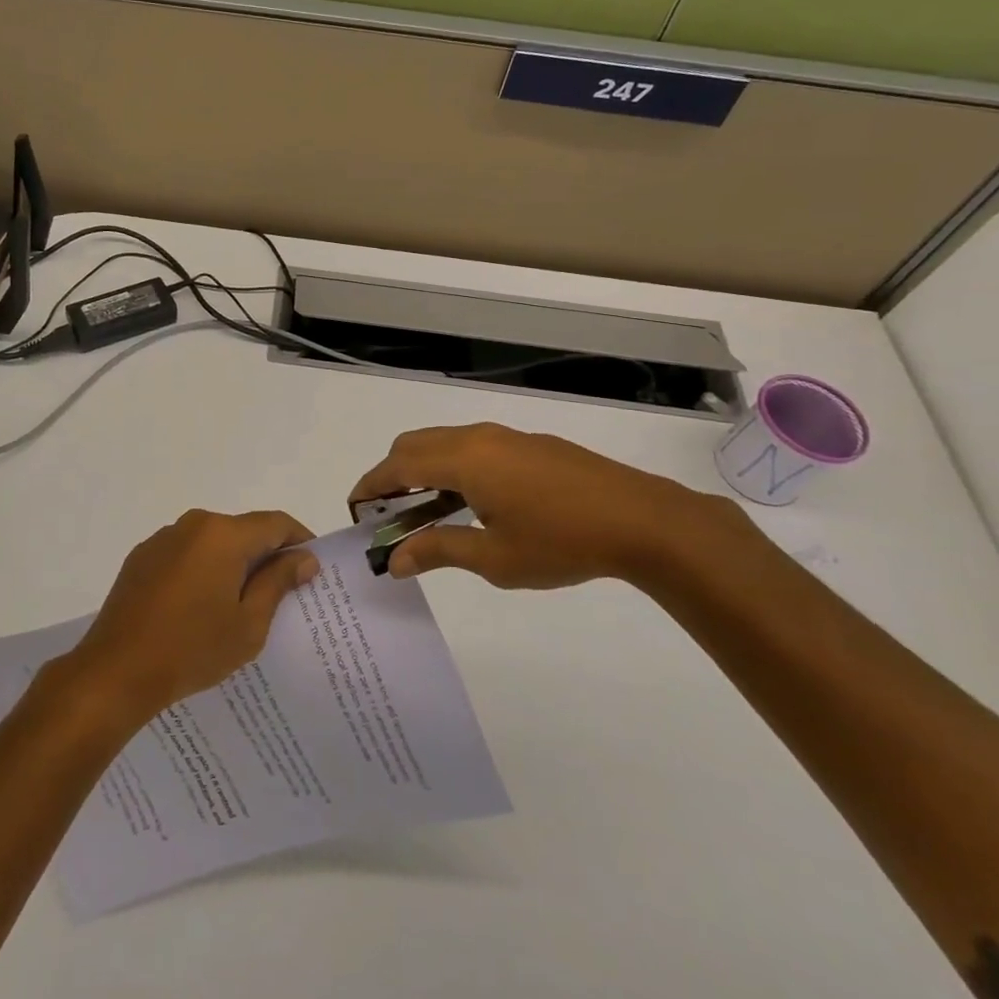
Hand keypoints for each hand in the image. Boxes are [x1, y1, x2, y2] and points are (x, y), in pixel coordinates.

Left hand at [60, 510, 318, 724]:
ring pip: (213, 541)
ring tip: (238, 604)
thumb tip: (304, 557)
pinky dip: (202, 569)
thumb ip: (278, 582)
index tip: (312, 568)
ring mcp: (163, 538)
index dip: (300, 541)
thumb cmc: (192, 649)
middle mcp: (194, 524)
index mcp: (224, 534)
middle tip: (281, 593)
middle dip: (266, 555)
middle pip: (243, 529)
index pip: (276, 523)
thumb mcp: (249, 623)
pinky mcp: (142, 556)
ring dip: (232, 562)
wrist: (115, 671)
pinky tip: (199, 606)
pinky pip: (186, 553)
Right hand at [348, 422, 747, 589]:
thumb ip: (438, 551)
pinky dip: (453, 467)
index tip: (355, 508)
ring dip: (424, 470)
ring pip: (445, 443)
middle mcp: (479, 438)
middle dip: (392, 474)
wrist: (643, 521)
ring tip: (427, 513)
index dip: (370, 484)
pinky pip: (473, 447)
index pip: (397, 464)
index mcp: (463, 460)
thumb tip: (393, 560)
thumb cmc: (562, 542)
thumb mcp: (494, 557)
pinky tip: (473, 504)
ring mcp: (508, 437)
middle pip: (415, 444)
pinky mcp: (532, 445)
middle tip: (388, 514)